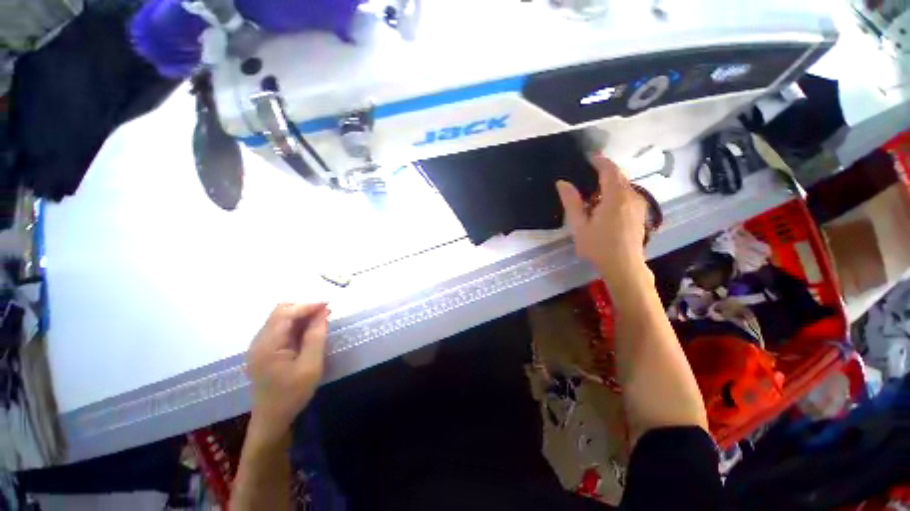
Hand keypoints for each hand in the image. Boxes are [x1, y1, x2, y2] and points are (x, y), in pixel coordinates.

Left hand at [246, 303, 329, 442]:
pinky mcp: (264, 350)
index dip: (307, 306)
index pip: (285, 313)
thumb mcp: (310, 366)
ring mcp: (259, 345)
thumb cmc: (292, 394)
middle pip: (280, 312)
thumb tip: (323, 313)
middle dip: (304, 309)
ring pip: (281, 318)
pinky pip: (281, 328)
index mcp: (267, 346)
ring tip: (321, 322)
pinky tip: (309, 332)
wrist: (272, 420)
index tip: (328, 306)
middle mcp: (259, 341)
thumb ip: (316, 337)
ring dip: (301, 316)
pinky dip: (296, 325)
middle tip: (325, 314)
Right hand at [556, 155, 649, 290]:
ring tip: (595, 190)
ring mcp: (638, 205)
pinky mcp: (640, 214)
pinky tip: (606, 204)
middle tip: (588, 173)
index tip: (589, 156)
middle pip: (619, 176)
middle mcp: (631, 196)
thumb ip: (571, 202)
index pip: (609, 170)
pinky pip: (629, 195)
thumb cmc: (598, 246)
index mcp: (615, 197)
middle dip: (605, 171)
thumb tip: (562, 183)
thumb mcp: (579, 225)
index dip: (600, 161)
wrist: (624, 266)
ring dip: (611, 183)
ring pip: (625, 186)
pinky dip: (617, 192)